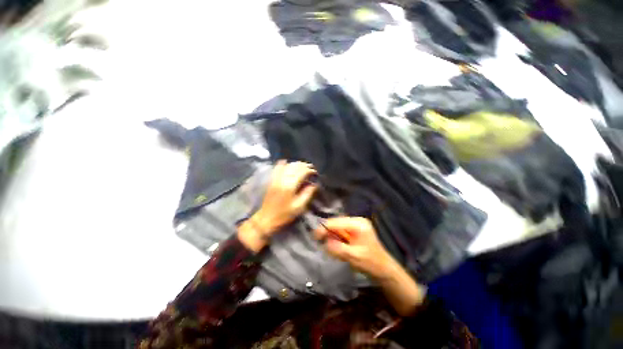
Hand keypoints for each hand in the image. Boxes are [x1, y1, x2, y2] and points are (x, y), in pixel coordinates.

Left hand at [238, 160, 317, 251]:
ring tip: (303, 167)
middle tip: (311, 169)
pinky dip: (283, 164)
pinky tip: (287, 162)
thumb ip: (308, 194)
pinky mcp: (272, 180)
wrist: (266, 219)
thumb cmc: (284, 215)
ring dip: (296, 164)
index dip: (310, 170)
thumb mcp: (299, 207)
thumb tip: (314, 184)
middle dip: (304, 165)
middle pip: (295, 166)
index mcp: (290, 186)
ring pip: (287, 165)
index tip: (315, 173)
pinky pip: (277, 168)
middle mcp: (283, 179)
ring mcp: (276, 179)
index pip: (302, 172)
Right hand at [316, 217, 425, 315]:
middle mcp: (357, 221)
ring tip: (329, 246)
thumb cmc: (371, 263)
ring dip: (332, 236)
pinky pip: (341, 232)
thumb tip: (325, 242)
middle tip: (319, 241)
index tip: (314, 236)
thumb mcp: (353, 257)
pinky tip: (336, 246)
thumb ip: (338, 249)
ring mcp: (356, 226)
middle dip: (328, 232)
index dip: (324, 228)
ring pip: (338, 227)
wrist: (384, 270)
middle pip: (336, 223)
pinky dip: (336, 238)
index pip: (337, 223)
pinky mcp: (355, 231)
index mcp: (358, 224)